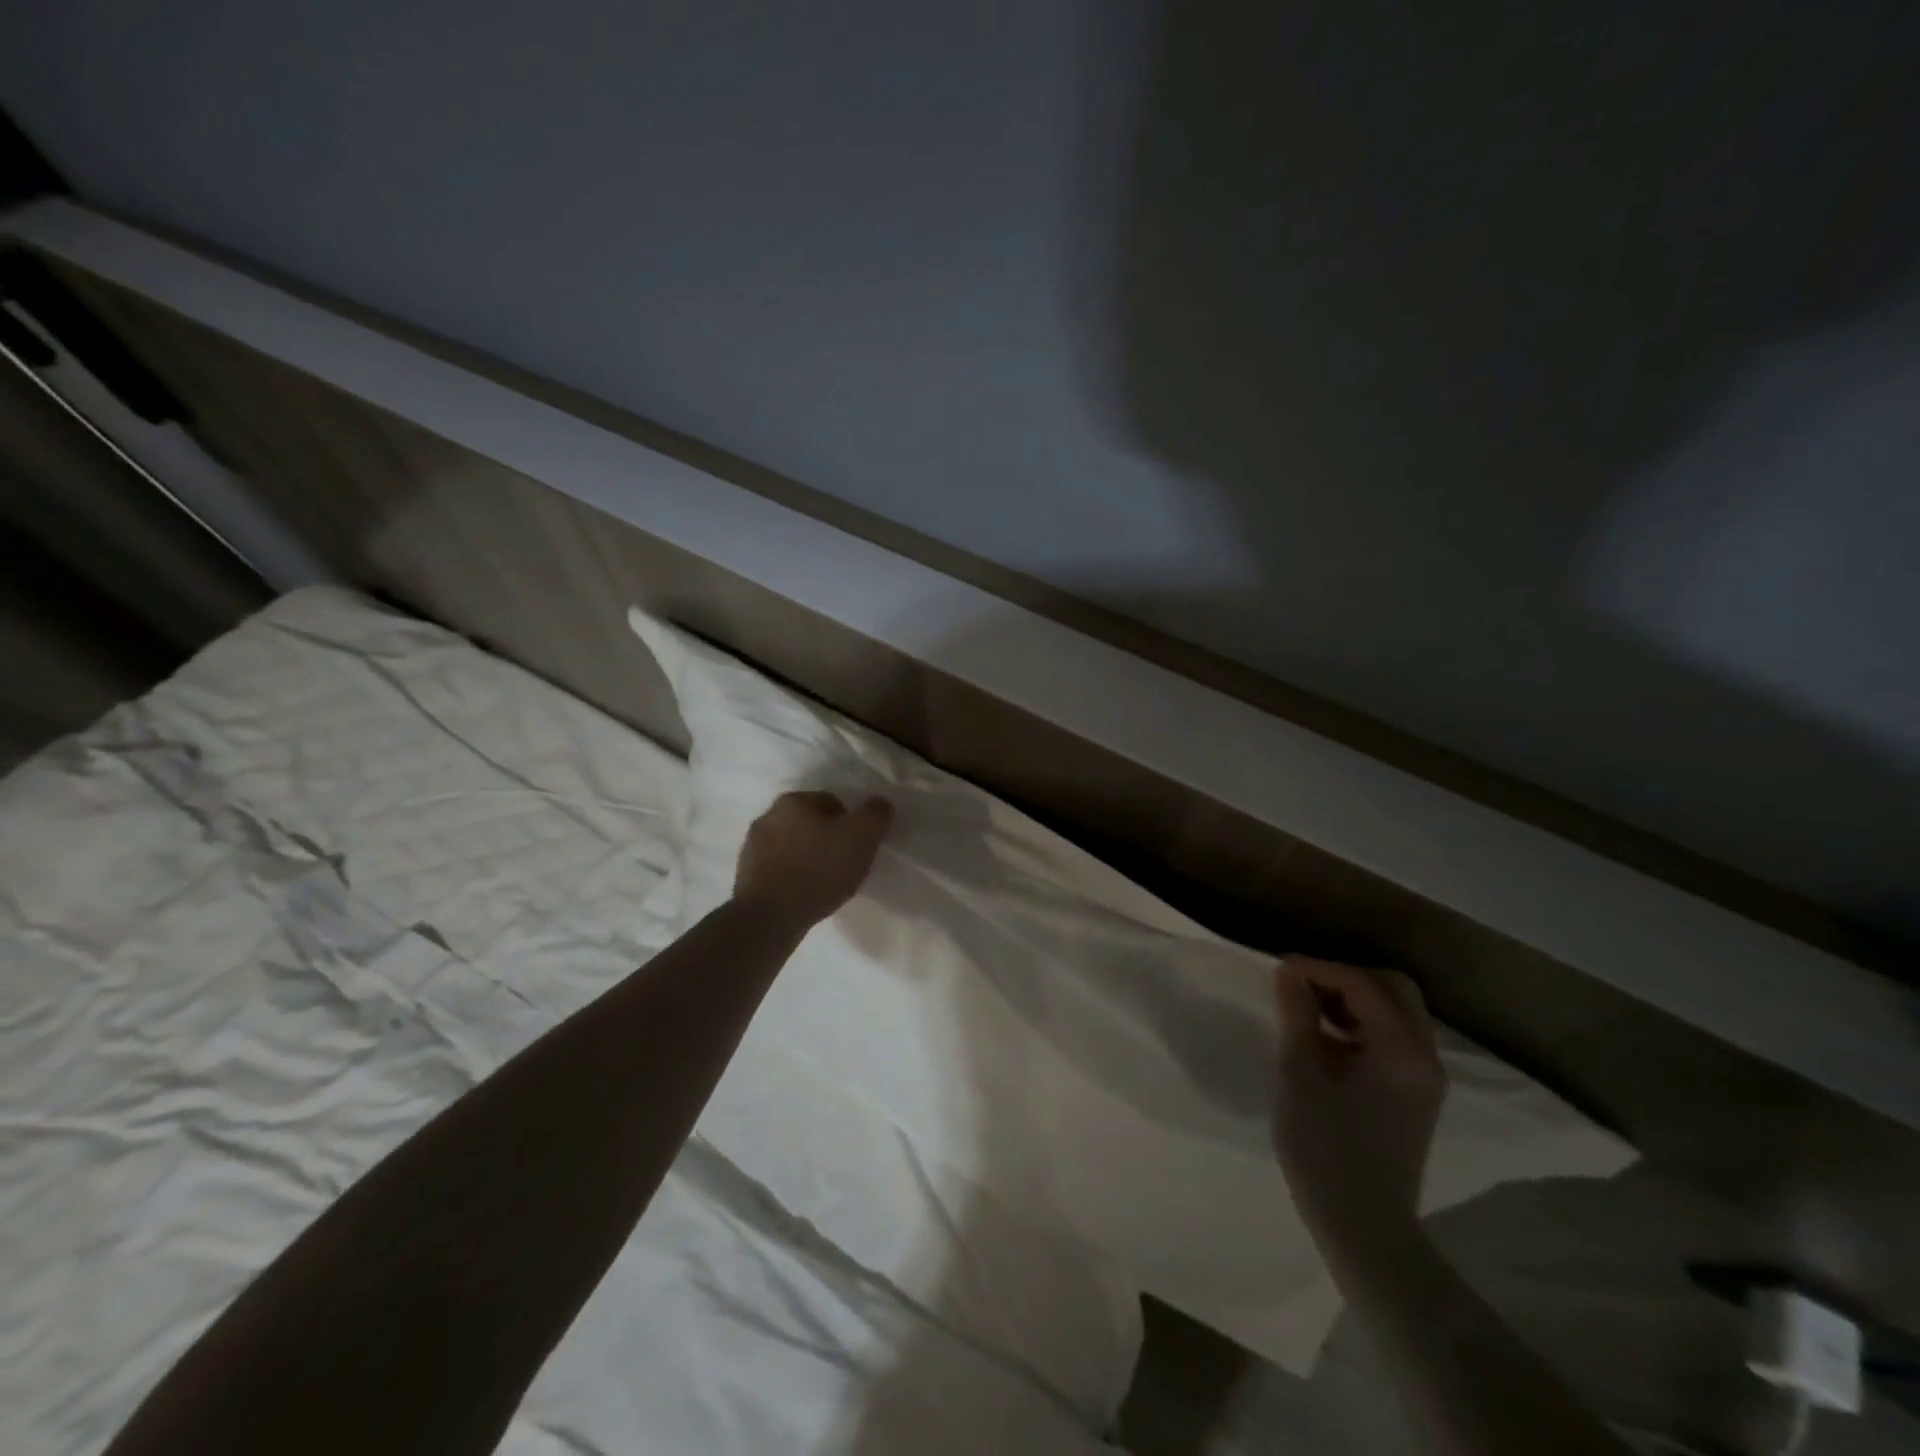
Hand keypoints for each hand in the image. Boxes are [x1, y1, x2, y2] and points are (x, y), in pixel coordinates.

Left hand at [733, 791, 893, 929]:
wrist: (770, 916)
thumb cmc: (819, 869)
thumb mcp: (862, 836)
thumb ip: (876, 814)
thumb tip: (879, 804)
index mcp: (793, 801)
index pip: (832, 803)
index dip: (850, 824)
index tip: (858, 847)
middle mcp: (767, 816)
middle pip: (809, 823)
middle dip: (826, 839)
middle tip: (844, 865)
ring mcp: (751, 847)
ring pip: (791, 846)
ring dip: (807, 858)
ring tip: (823, 884)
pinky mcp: (744, 875)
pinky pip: (777, 870)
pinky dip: (791, 877)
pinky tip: (803, 895)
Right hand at [1272, 957, 1446, 1256]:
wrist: (1363, 1226)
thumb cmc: (1324, 1147)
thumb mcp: (1300, 1073)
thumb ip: (1297, 1014)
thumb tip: (1289, 971)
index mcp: (1401, 1050)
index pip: (1362, 984)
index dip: (1319, 968)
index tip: (1279, 968)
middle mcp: (1426, 1056)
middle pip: (1394, 988)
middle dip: (1346, 976)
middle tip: (1302, 985)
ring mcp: (1426, 1077)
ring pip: (1397, 1010)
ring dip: (1355, 997)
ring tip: (1309, 1008)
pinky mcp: (1417, 1093)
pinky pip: (1395, 1036)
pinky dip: (1364, 1022)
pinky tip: (1328, 1036)